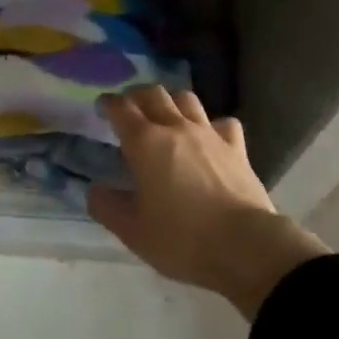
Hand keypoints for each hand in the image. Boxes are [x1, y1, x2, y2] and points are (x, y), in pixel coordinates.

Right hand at [88, 86, 328, 320]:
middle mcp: (176, 127)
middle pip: (154, 94)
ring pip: (187, 99)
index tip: (103, 105)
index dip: (109, 103)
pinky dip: (212, 124)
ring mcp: (209, 133)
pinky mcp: (236, 147)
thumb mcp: (133, 231)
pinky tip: (210, 136)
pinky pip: (223, 122)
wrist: (243, 245)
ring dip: (172, 100)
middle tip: (130, 106)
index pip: (122, 109)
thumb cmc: (181, 238)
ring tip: (166, 113)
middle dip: (137, 95)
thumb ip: (108, 207)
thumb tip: (95, 190)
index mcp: (145, 143)